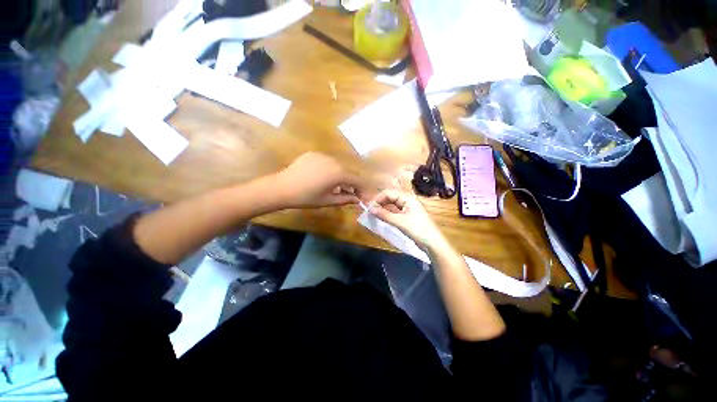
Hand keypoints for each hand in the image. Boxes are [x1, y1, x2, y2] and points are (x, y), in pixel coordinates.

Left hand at [274, 152, 362, 208]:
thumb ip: (346, 199)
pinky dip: (331, 170)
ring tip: (336, 187)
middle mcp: (334, 161)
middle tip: (350, 194)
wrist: (282, 188)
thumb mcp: (328, 200)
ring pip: (339, 166)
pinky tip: (323, 178)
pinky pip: (328, 162)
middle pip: (349, 172)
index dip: (362, 190)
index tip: (362, 198)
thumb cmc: (306, 197)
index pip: (357, 180)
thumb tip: (357, 199)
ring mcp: (323, 155)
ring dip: (341, 177)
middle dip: (351, 184)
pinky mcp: (314, 154)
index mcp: (339, 173)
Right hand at [368, 189, 447, 249]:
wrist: (433, 242)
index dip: (377, 199)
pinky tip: (383, 216)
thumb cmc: (417, 229)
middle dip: (380, 202)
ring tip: (374, 214)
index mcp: (407, 197)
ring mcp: (408, 207)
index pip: (388, 193)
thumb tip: (370, 209)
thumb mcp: (399, 222)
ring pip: (392, 203)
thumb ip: (384, 214)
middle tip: (371, 211)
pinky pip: (395, 210)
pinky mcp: (408, 215)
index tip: (369, 208)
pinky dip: (388, 212)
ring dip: (383, 207)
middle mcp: (408, 200)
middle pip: (390, 197)